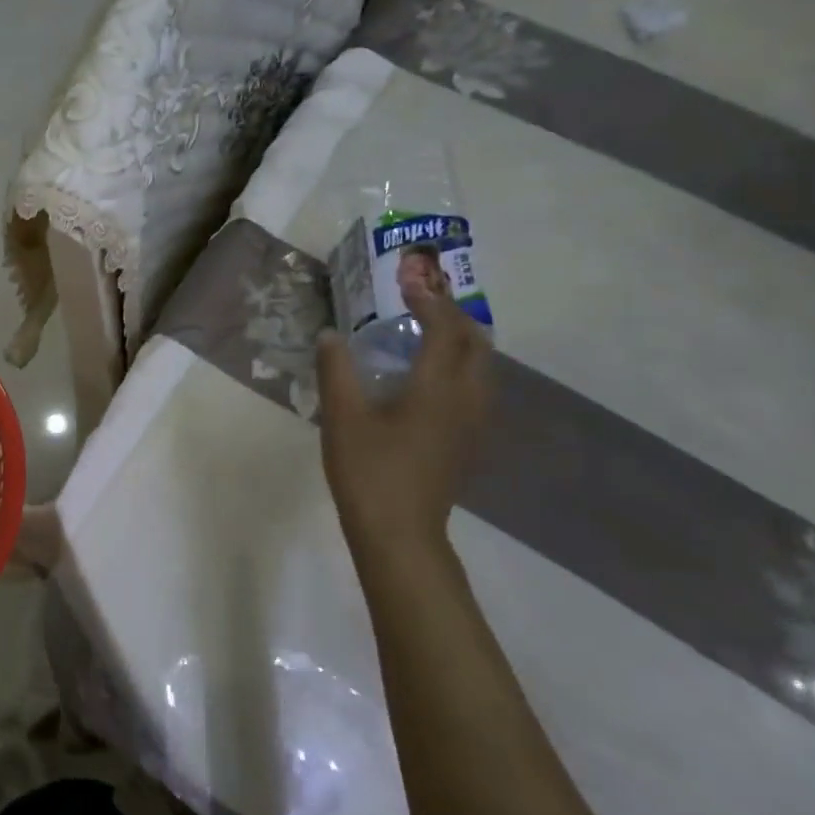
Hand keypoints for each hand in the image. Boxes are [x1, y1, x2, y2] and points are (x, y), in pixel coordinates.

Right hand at [315, 282, 491, 555]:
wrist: (399, 532)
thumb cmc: (368, 470)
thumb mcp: (341, 417)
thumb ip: (336, 370)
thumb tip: (331, 335)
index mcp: (437, 388)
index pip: (445, 329)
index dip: (429, 301)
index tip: (407, 282)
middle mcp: (466, 399)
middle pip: (477, 344)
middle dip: (454, 315)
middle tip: (422, 301)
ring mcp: (472, 424)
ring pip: (483, 367)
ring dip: (462, 340)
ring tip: (430, 330)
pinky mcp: (467, 442)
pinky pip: (476, 388)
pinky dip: (461, 365)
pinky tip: (431, 376)